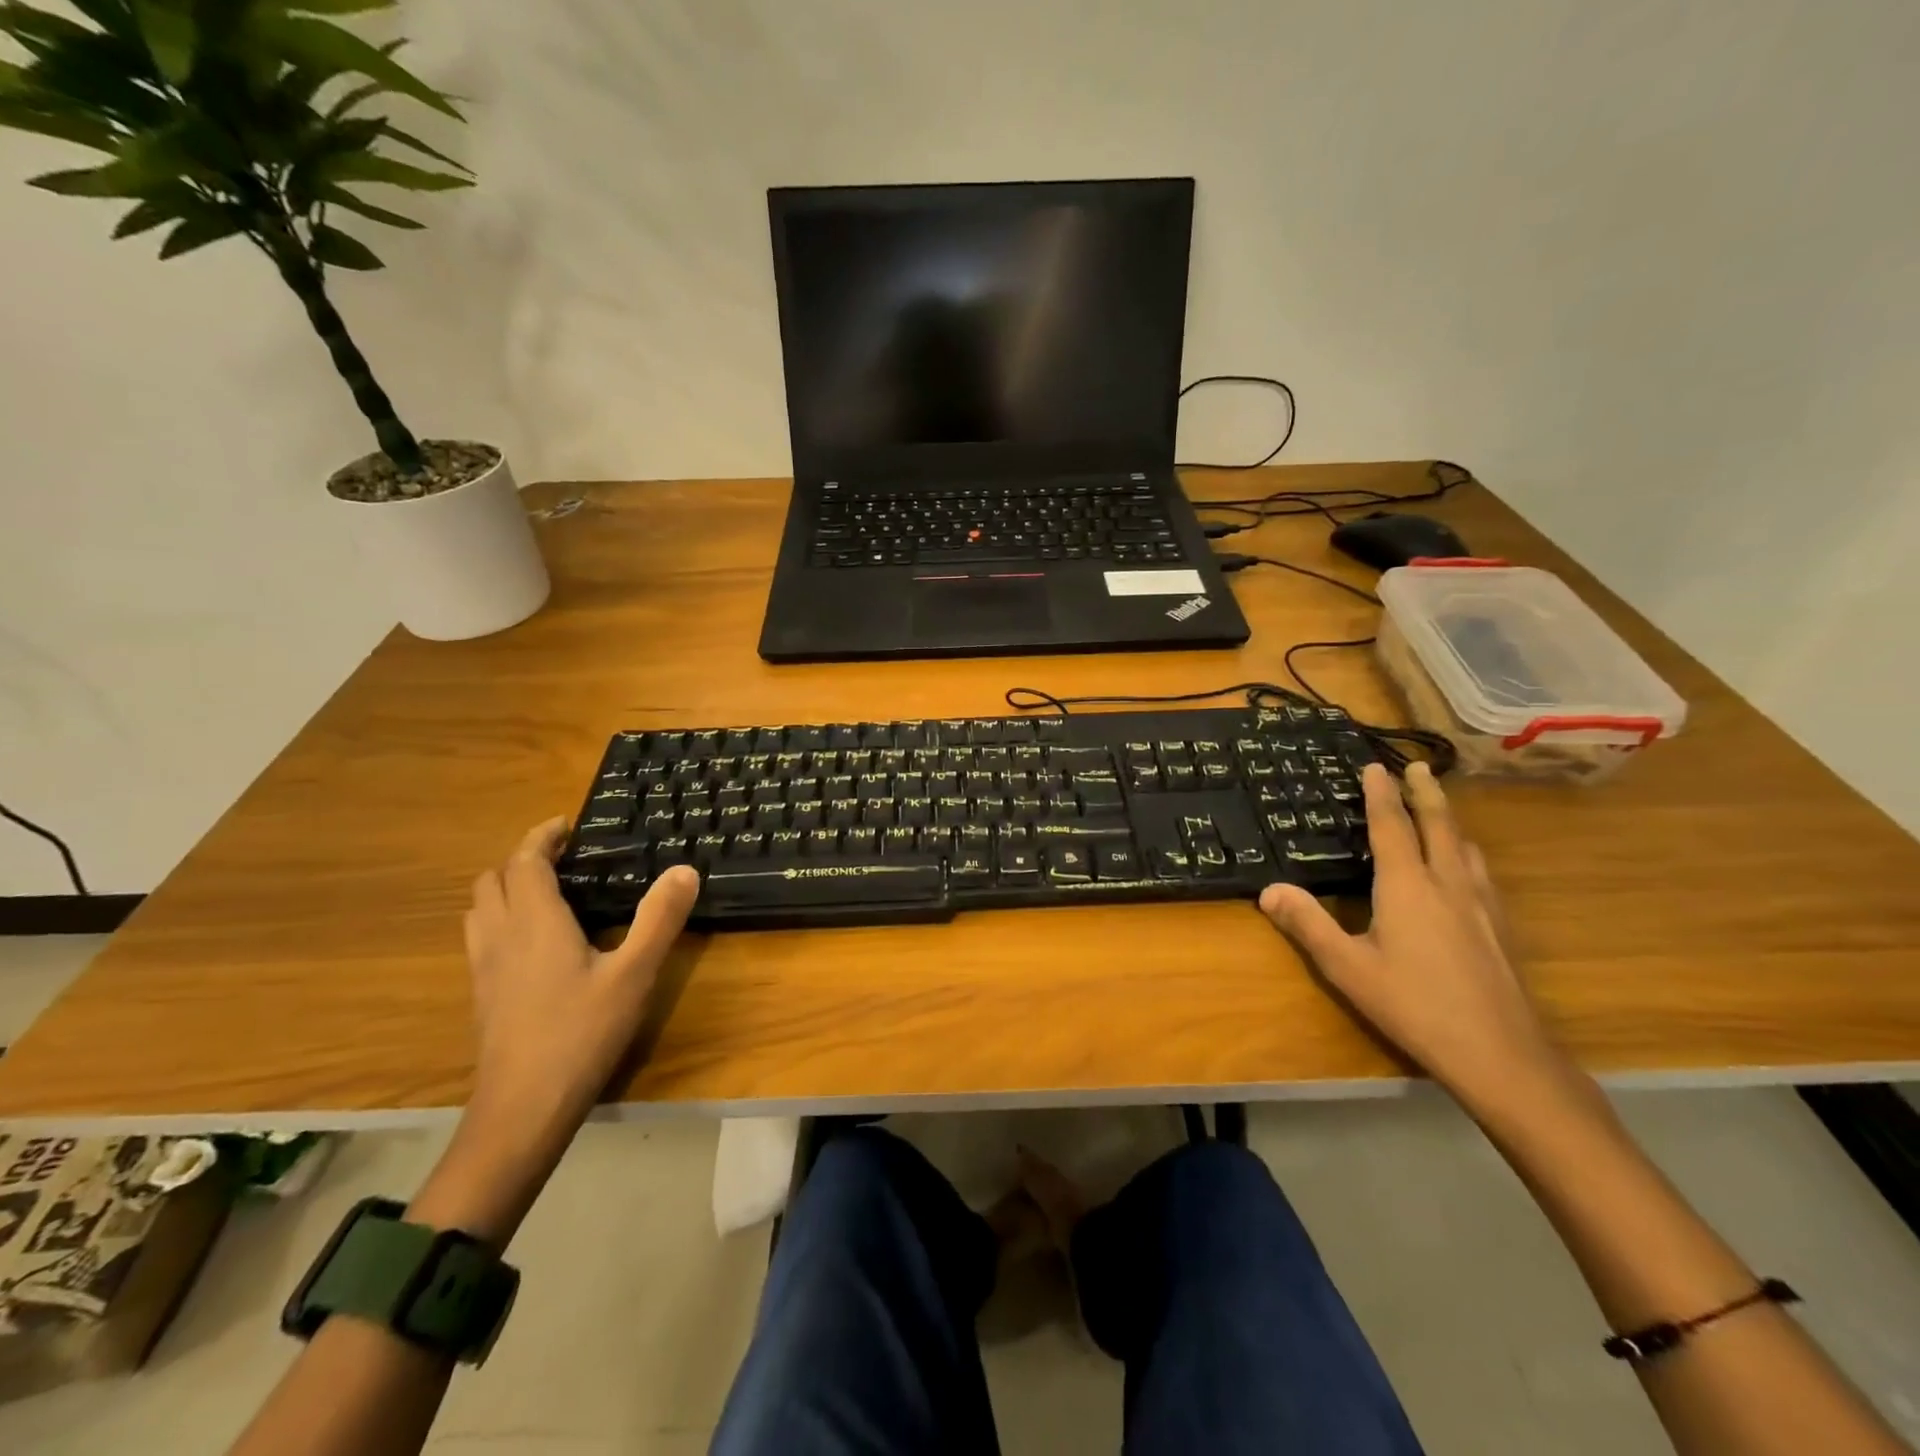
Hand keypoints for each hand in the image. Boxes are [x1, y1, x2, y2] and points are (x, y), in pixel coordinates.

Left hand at [461, 818, 700, 1152]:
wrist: (522, 1109)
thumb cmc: (581, 1033)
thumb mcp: (635, 974)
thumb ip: (659, 919)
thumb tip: (684, 870)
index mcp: (535, 922)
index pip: (524, 861)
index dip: (542, 837)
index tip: (566, 824)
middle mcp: (501, 936)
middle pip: (493, 880)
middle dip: (523, 859)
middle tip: (563, 858)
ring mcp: (484, 968)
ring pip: (480, 909)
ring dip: (506, 888)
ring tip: (546, 892)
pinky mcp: (481, 996)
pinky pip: (482, 937)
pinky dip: (502, 919)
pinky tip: (534, 943)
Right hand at [1258, 762, 1566, 1114]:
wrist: (1501, 1054)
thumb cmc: (1414, 1006)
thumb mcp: (1347, 968)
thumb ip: (1308, 925)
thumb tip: (1268, 890)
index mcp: (1408, 886)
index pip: (1392, 827)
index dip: (1382, 795)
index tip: (1377, 766)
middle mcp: (1448, 884)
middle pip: (1440, 825)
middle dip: (1427, 793)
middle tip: (1420, 767)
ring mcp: (1482, 906)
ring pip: (1466, 847)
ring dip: (1450, 820)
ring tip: (1441, 810)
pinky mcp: (1500, 928)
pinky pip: (1481, 872)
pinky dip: (1466, 852)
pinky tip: (1466, 871)